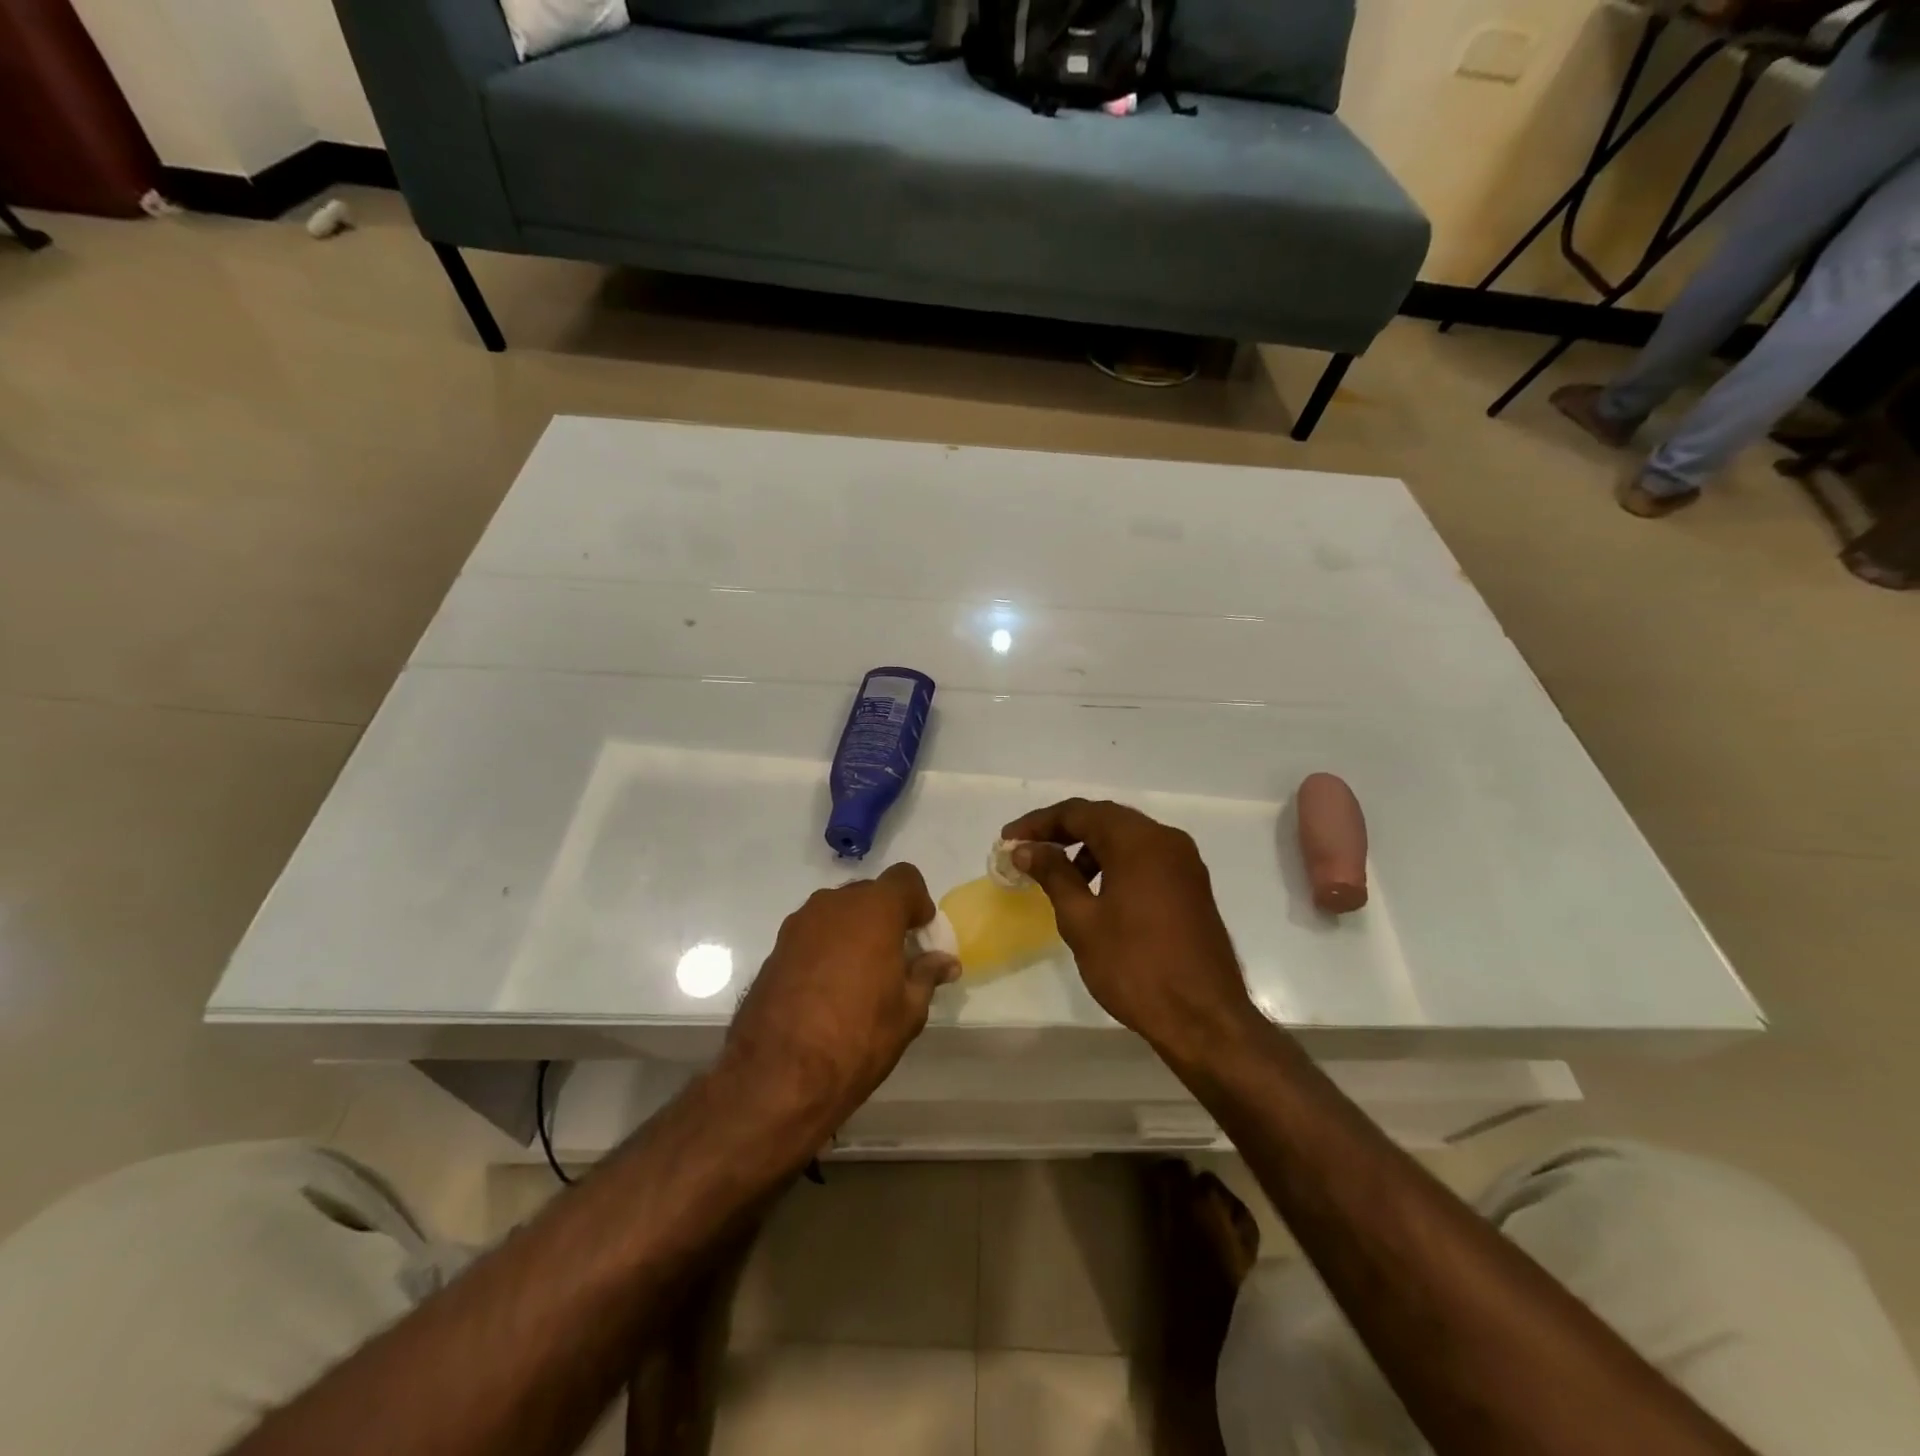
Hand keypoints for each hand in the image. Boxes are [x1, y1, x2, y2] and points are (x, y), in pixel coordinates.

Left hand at [724, 863, 958, 1123]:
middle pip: (870, 894)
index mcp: (873, 910)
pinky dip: (829, 947)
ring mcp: (799, 924)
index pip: (905, 879)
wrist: (776, 1076)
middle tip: (897, 958)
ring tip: (862, 976)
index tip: (921, 936)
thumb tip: (945, 962)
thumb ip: (927, 976)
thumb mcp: (907, 1011)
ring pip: (839, 913)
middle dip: (887, 917)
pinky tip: (830, 988)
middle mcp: (834, 904)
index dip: (918, 903)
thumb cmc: (856, 1038)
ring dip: (856, 931)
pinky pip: (814, 933)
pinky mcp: (776, 947)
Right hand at [1002, 800, 1259, 1061]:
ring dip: (1090, 847)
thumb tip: (1027, 849)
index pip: (1079, 813)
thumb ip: (1053, 875)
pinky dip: (1115, 862)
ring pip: (1127, 838)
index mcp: (1139, 841)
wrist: (1204, 1019)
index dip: (1039, 823)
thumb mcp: (1082, 920)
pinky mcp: (1192, 886)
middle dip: (1063, 830)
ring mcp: (1184, 863)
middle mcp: (1166, 840)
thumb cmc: (1135, 967)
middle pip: (1105, 819)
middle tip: (1027, 849)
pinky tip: (1097, 891)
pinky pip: (1146, 858)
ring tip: (1059, 875)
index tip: (1008, 840)